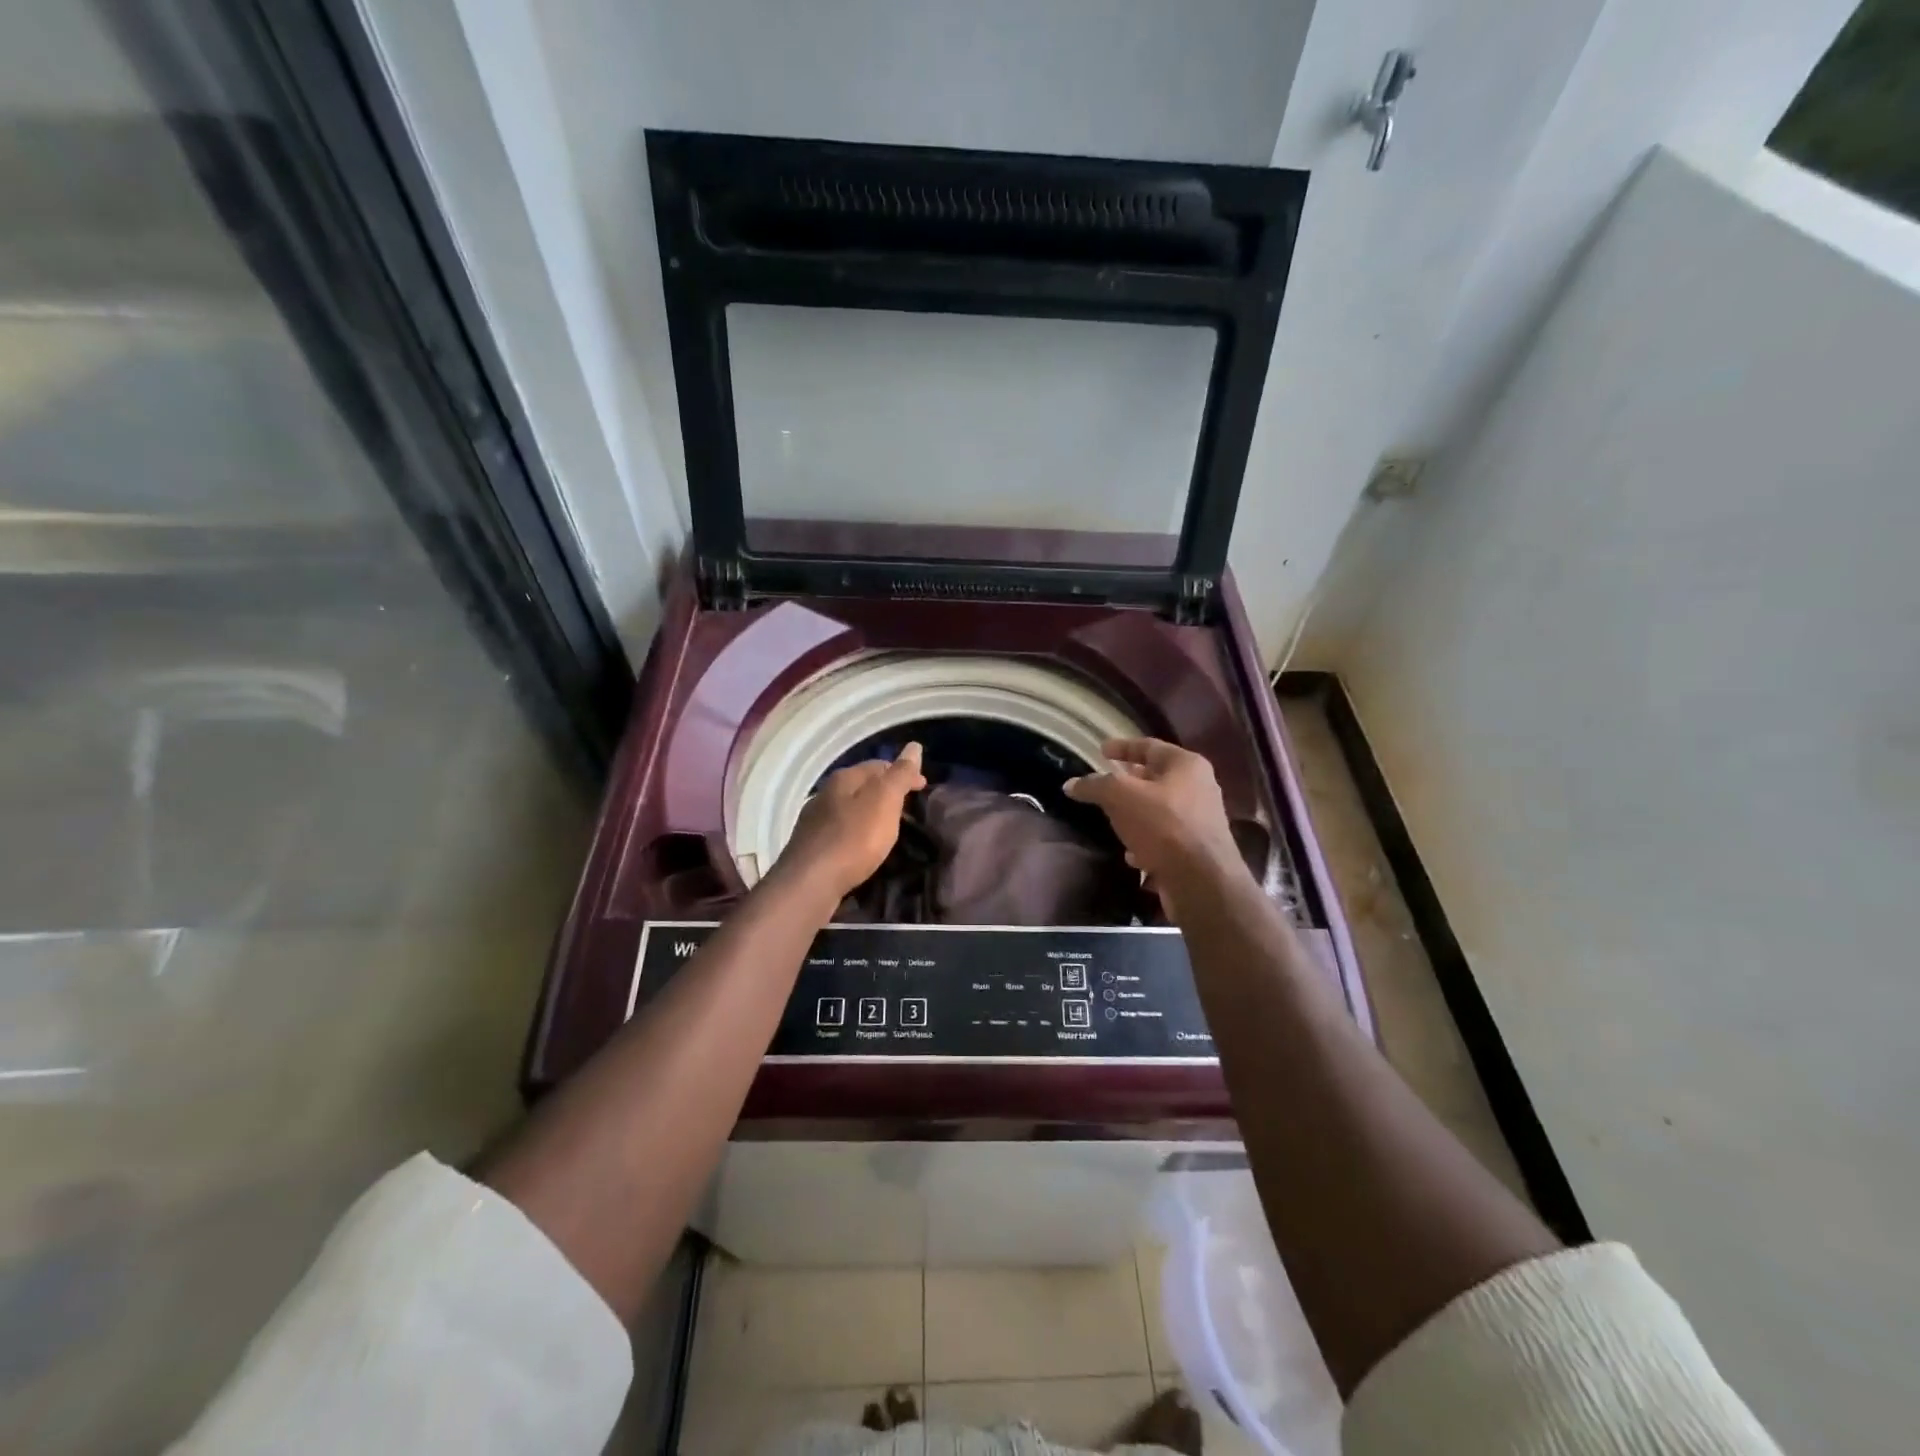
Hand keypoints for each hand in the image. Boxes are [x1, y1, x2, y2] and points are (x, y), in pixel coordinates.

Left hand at [779, 743, 927, 898]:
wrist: (810, 882)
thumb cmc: (854, 838)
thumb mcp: (884, 801)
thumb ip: (900, 775)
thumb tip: (914, 746)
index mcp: (844, 778)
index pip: (880, 765)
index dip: (904, 773)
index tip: (924, 787)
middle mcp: (826, 793)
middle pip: (862, 785)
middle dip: (886, 791)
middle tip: (908, 807)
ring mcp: (815, 820)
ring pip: (850, 807)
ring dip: (870, 812)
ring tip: (888, 826)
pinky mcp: (812, 845)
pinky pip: (841, 830)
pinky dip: (857, 831)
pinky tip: (862, 845)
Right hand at [1064, 738, 1240, 911]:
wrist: (1201, 881)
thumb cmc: (1163, 826)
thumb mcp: (1121, 797)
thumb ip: (1095, 786)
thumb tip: (1071, 785)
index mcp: (1186, 765)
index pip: (1149, 746)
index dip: (1122, 747)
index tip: (1101, 750)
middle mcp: (1199, 788)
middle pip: (1156, 778)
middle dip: (1129, 782)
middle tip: (1105, 784)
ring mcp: (1200, 821)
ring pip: (1159, 810)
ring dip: (1135, 813)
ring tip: (1112, 819)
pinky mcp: (1196, 850)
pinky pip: (1165, 838)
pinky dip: (1146, 841)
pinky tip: (1131, 854)